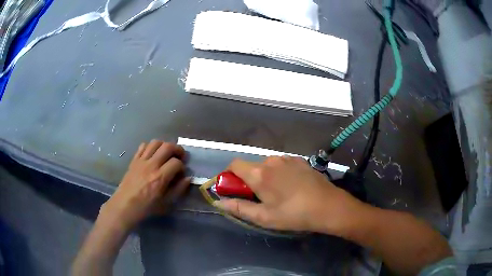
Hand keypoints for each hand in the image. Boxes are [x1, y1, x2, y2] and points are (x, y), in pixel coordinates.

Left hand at [100, 140, 189, 230]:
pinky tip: (153, 154)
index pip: (176, 163)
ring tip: (167, 153)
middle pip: (167, 147)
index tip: (181, 173)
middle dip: (177, 149)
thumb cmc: (147, 206)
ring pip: (155, 142)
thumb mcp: (166, 203)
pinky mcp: (134, 160)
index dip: (182, 166)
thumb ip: (178, 190)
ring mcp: (141, 161)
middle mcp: (151, 165)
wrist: (125, 205)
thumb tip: (188, 178)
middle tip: (180, 156)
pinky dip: (151, 146)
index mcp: (160, 177)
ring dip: (164, 145)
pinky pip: (143, 146)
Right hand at [214, 156, 365, 234]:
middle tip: (258, 197)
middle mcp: (271, 160)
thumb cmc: (293, 214)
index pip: (234, 164)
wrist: (328, 206)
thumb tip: (219, 202)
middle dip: (248, 180)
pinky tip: (291, 187)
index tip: (234, 190)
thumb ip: (239, 207)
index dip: (229, 176)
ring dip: (265, 176)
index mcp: (259, 173)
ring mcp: (287, 159)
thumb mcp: (264, 217)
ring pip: (267, 165)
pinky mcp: (300, 160)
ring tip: (277, 194)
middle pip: (250, 166)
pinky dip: (279, 173)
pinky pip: (282, 164)